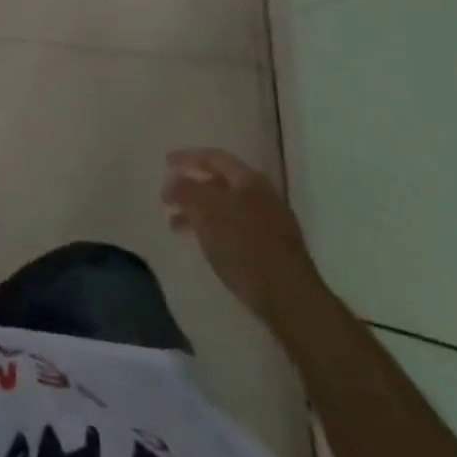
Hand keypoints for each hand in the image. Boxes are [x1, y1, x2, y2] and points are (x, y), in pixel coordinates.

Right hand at [162, 147, 329, 332]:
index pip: (214, 157)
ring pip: (226, 207)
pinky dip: (215, 229)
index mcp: (249, 180)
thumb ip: (186, 190)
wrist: (291, 299)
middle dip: (191, 187)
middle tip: (169, 197)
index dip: (187, 157)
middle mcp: (263, 196)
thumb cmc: (245, 247)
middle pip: (220, 182)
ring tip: (176, 225)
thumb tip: (174, 181)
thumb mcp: (207, 212)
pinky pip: (236, 228)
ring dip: (200, 211)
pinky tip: (205, 243)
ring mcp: (271, 223)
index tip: (165, 162)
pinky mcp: (273, 249)